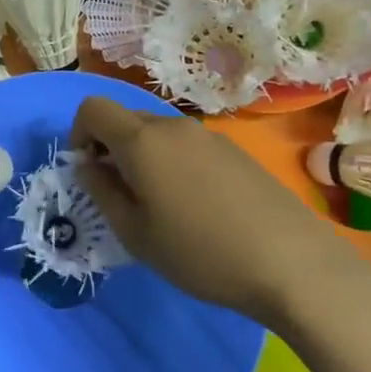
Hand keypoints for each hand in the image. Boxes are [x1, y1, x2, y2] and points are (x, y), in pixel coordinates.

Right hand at [70, 96, 370, 326]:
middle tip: (122, 194)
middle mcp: (172, 126)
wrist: (291, 263)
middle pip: (125, 118)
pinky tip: (197, 207)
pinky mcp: (234, 150)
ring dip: (144, 157)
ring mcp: (208, 135)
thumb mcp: (134, 233)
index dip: (79, 133)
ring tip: (161, 205)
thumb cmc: (199, 252)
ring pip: (157, 133)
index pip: (93, 107)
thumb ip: (101, 191)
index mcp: (141, 140)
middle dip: (111, 147)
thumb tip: (87, 164)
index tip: (89, 170)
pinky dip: (174, 163)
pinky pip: (187, 145)